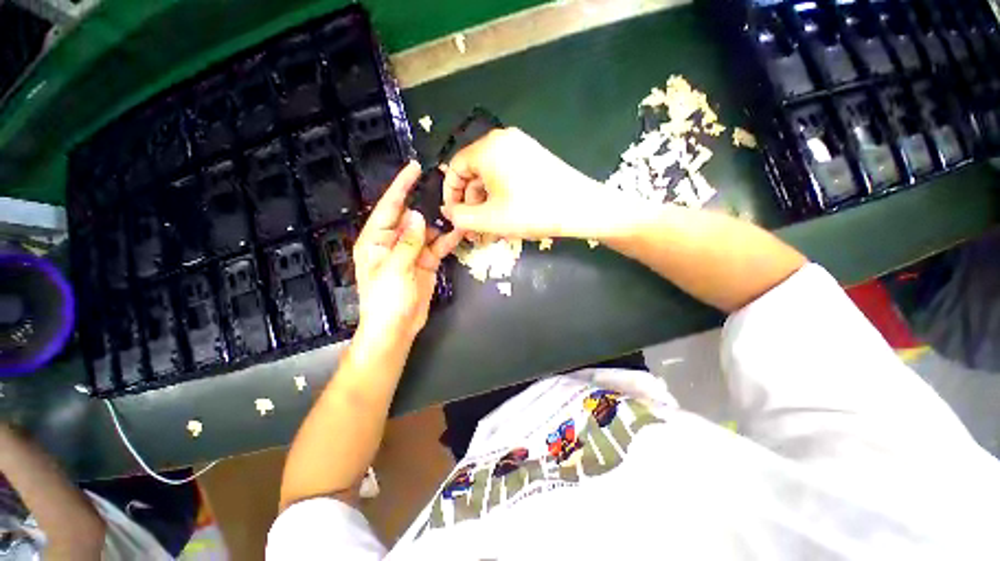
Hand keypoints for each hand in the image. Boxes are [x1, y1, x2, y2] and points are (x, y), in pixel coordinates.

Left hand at [353, 162, 462, 347]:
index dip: (400, 186)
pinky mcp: (425, 263)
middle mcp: (393, 242)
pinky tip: (460, 231)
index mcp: (376, 240)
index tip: (414, 168)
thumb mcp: (394, 269)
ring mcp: (411, 252)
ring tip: (457, 208)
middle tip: (444, 186)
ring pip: (427, 231)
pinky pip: (437, 247)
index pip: (389, 207)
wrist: (396, 328)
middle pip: (410, 216)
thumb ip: (407, 242)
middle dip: (425, 202)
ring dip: (441, 223)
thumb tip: (416, 215)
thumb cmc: (386, 301)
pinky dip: (448, 240)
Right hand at [441, 128, 612, 239]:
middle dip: (470, 203)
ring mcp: (521, 147)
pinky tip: (505, 216)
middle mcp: (502, 140)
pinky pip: (507, 175)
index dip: (450, 195)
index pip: (455, 168)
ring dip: (486, 203)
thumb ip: (461, 217)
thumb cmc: (531, 212)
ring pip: (491, 177)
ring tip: (490, 229)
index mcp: (488, 148)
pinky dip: (501, 195)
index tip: (454, 217)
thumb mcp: (490, 219)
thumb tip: (449, 212)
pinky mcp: (533, 158)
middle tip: (474, 229)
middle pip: (474, 172)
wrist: (581, 208)